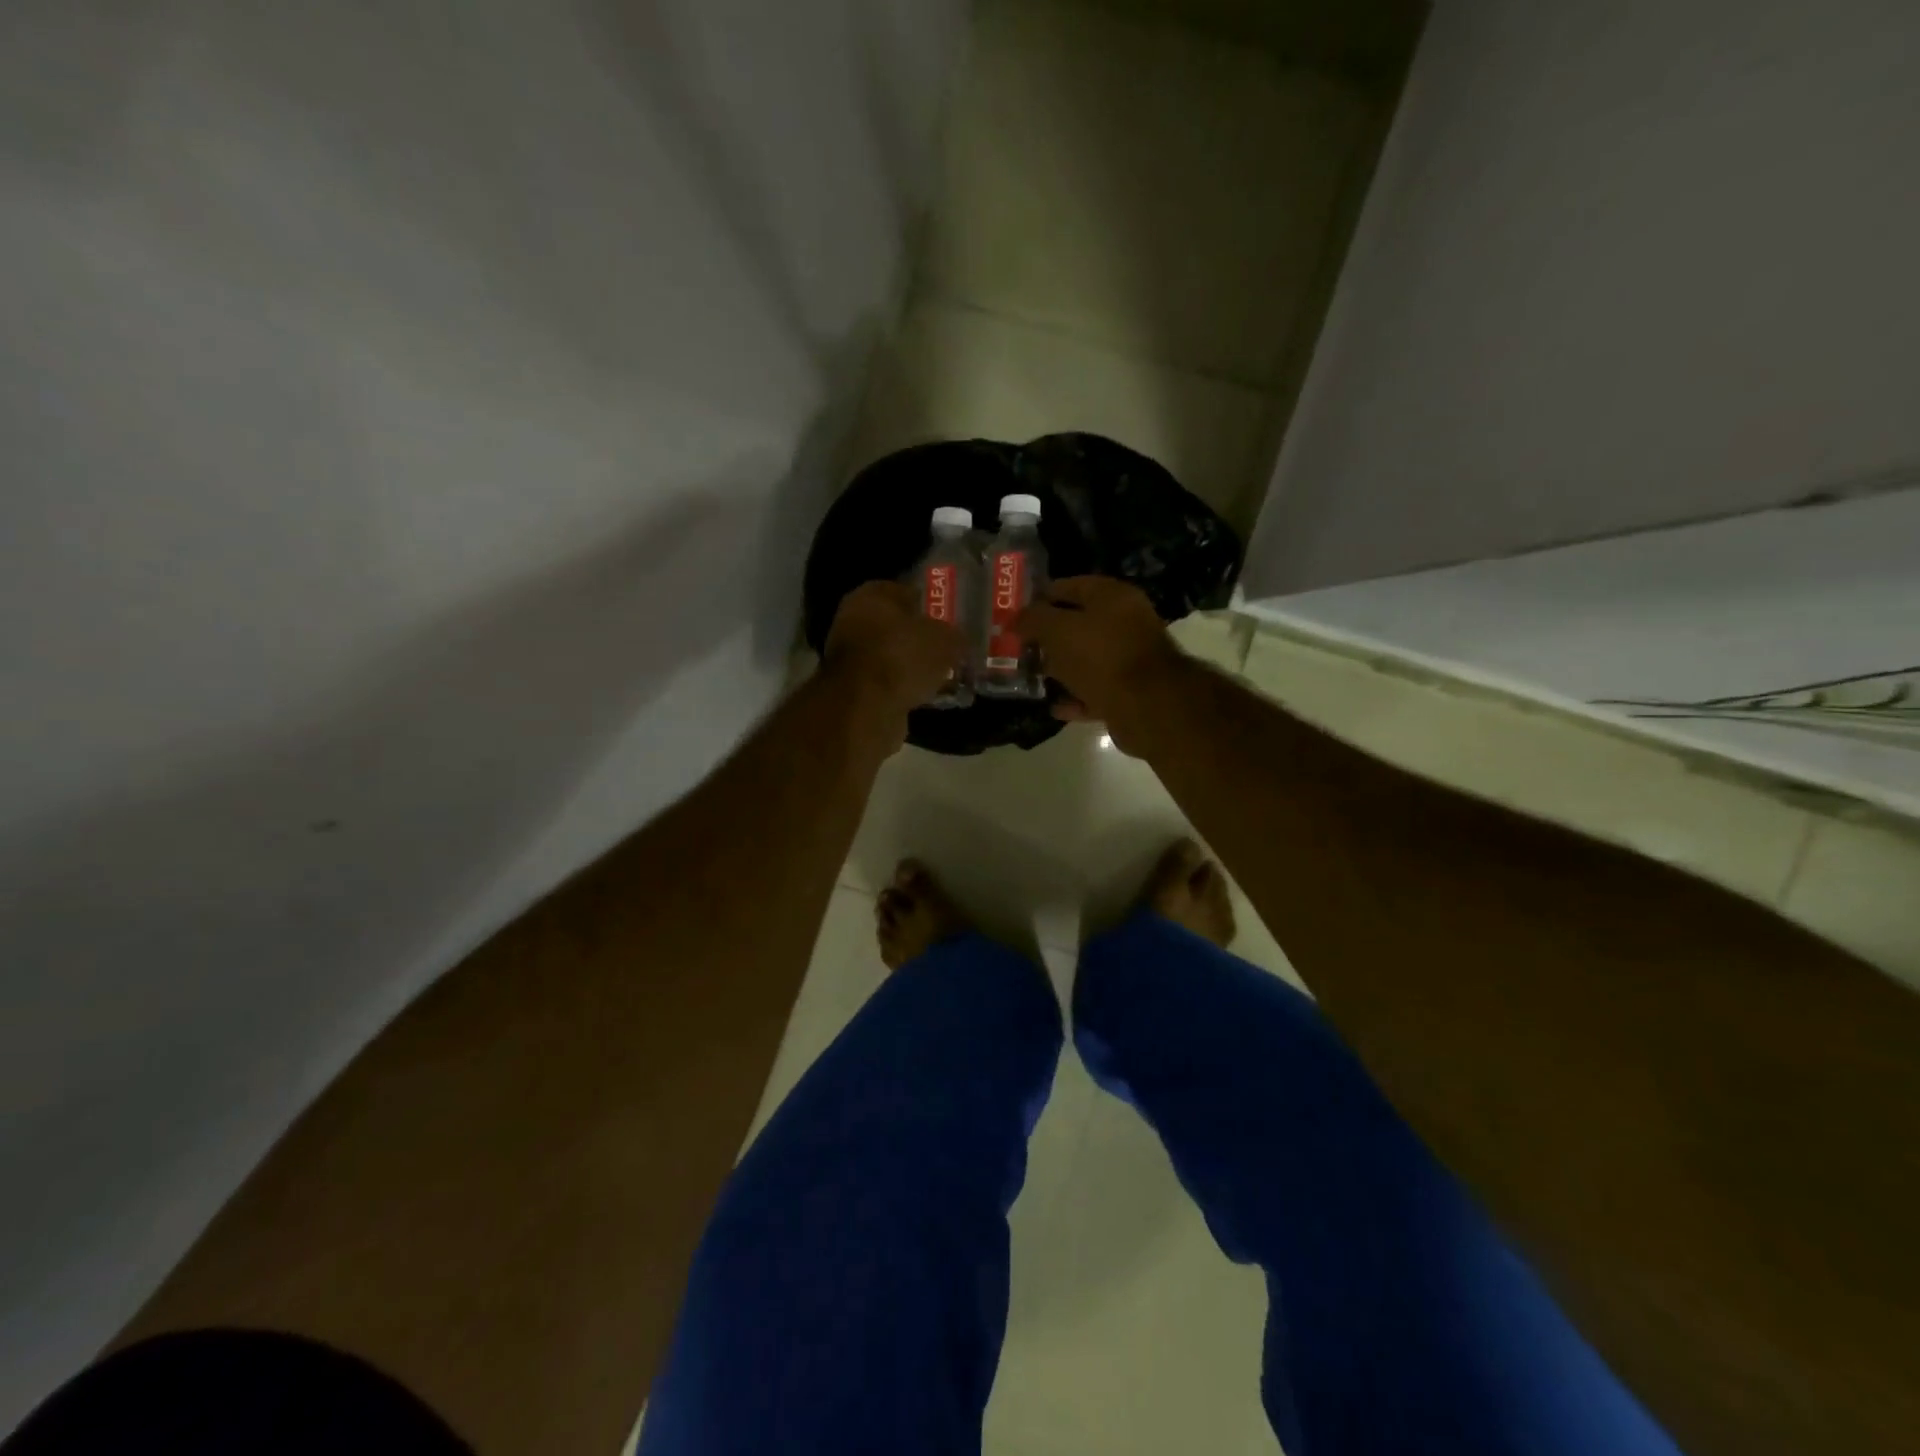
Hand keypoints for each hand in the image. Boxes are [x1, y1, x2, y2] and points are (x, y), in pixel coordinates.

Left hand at [821, 581, 969, 743]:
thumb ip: (955, 636)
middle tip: (949, 649)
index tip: (951, 619)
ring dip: (912, 665)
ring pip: (891, 655)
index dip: (930, 604)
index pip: (905, 591)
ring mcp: (849, 657)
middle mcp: (853, 620)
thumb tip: (959, 641)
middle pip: (896, 625)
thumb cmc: (903, 657)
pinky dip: (903, 687)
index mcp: (871, 595)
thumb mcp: (945, 640)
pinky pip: (886, 681)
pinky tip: (925, 695)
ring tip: (942, 675)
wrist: (866, 708)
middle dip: (921, 638)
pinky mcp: (852, 688)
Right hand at [1018, 576, 1187, 743]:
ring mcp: (1128, 660)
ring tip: (1031, 676)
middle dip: (1048, 636)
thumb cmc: (1101, 655)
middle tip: (1018, 646)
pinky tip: (1054, 707)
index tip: (1015, 613)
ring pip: (1086, 660)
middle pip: (1079, 624)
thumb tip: (1014, 619)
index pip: (1070, 586)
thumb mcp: (1058, 630)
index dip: (1040, 597)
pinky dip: (1075, 698)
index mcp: (1112, 597)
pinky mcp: (1129, 693)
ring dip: (1060, 668)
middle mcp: (1124, 623)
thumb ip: (1033, 620)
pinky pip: (1095, 692)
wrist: (1147, 705)